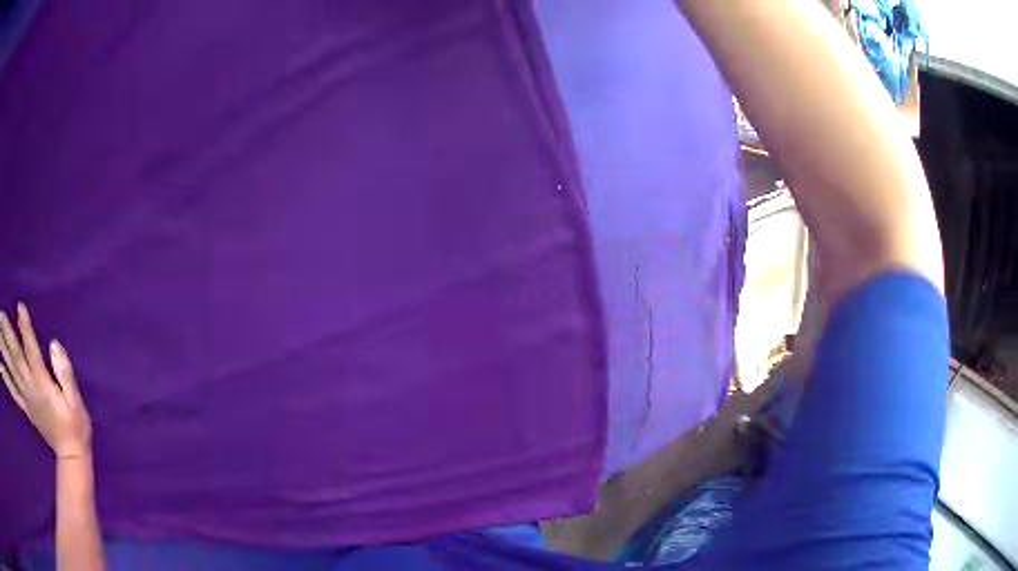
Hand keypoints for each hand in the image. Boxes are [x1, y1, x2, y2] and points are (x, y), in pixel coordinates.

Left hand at [1, 303, 91, 459]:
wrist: (71, 456)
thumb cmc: (76, 426)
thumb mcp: (76, 402)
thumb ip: (65, 373)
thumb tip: (54, 345)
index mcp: (43, 385)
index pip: (32, 352)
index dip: (25, 330)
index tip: (20, 306)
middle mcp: (30, 388)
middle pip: (15, 358)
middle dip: (7, 335)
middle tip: (0, 314)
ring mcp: (25, 397)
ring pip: (10, 370)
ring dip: (2, 350)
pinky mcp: (24, 405)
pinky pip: (11, 389)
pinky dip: (4, 377)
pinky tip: (1, 367)